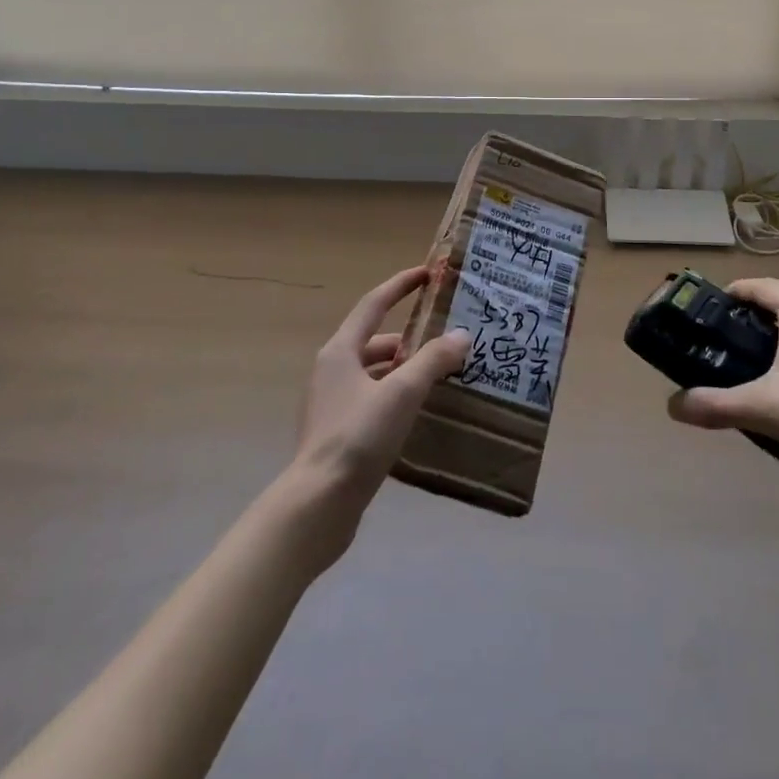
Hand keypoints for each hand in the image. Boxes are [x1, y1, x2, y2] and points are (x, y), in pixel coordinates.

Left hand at [286, 266, 469, 556]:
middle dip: (410, 337)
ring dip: (404, 370)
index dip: (400, 285)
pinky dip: (395, 397)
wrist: (317, 506)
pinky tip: (418, 414)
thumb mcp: (402, 393)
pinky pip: (372, 400)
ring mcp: (331, 404)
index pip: (374, 304)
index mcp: (340, 351)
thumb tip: (462, 335)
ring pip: (374, 373)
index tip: (427, 273)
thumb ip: (433, 361)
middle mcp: (331, 370)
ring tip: (439, 377)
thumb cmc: (358, 437)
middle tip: (445, 340)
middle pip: (375, 340)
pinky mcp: (336, 433)